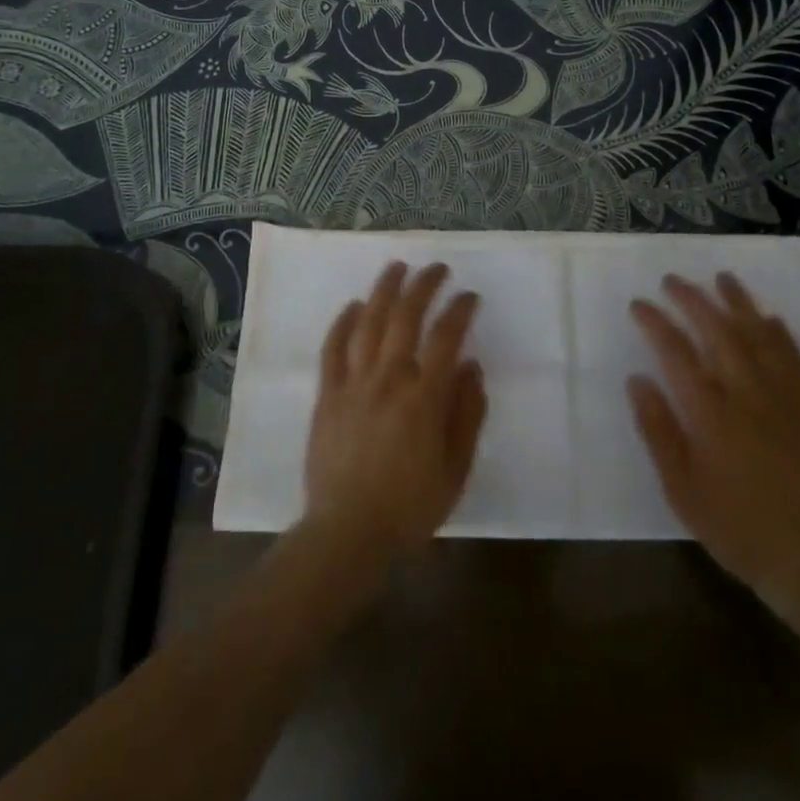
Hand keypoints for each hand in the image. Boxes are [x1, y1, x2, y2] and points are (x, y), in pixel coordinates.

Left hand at [302, 262, 487, 563]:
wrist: (347, 533)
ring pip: (367, 323)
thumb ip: (466, 415)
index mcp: (423, 398)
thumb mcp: (455, 469)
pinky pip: (332, 349)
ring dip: (383, 291)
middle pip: (405, 318)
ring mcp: (353, 384)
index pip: (446, 338)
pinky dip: (342, 323)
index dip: (460, 310)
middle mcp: (388, 380)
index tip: (470, 296)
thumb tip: (471, 368)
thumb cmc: (410, 506)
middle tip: (436, 268)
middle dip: (424, 286)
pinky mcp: (327, 395)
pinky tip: (352, 306)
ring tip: (396, 267)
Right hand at [627, 274, 799, 620]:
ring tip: (722, 278)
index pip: (678, 354)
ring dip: (740, 303)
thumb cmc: (734, 526)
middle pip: (720, 333)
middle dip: (694, 300)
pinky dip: (781, 334)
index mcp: (712, 416)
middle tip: (673, 280)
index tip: (639, 303)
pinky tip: (770, 319)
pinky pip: (795, 360)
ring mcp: (784, 401)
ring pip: (761, 338)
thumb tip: (637, 379)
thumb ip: (658, 430)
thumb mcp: (680, 489)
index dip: (656, 323)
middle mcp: (749, 397)